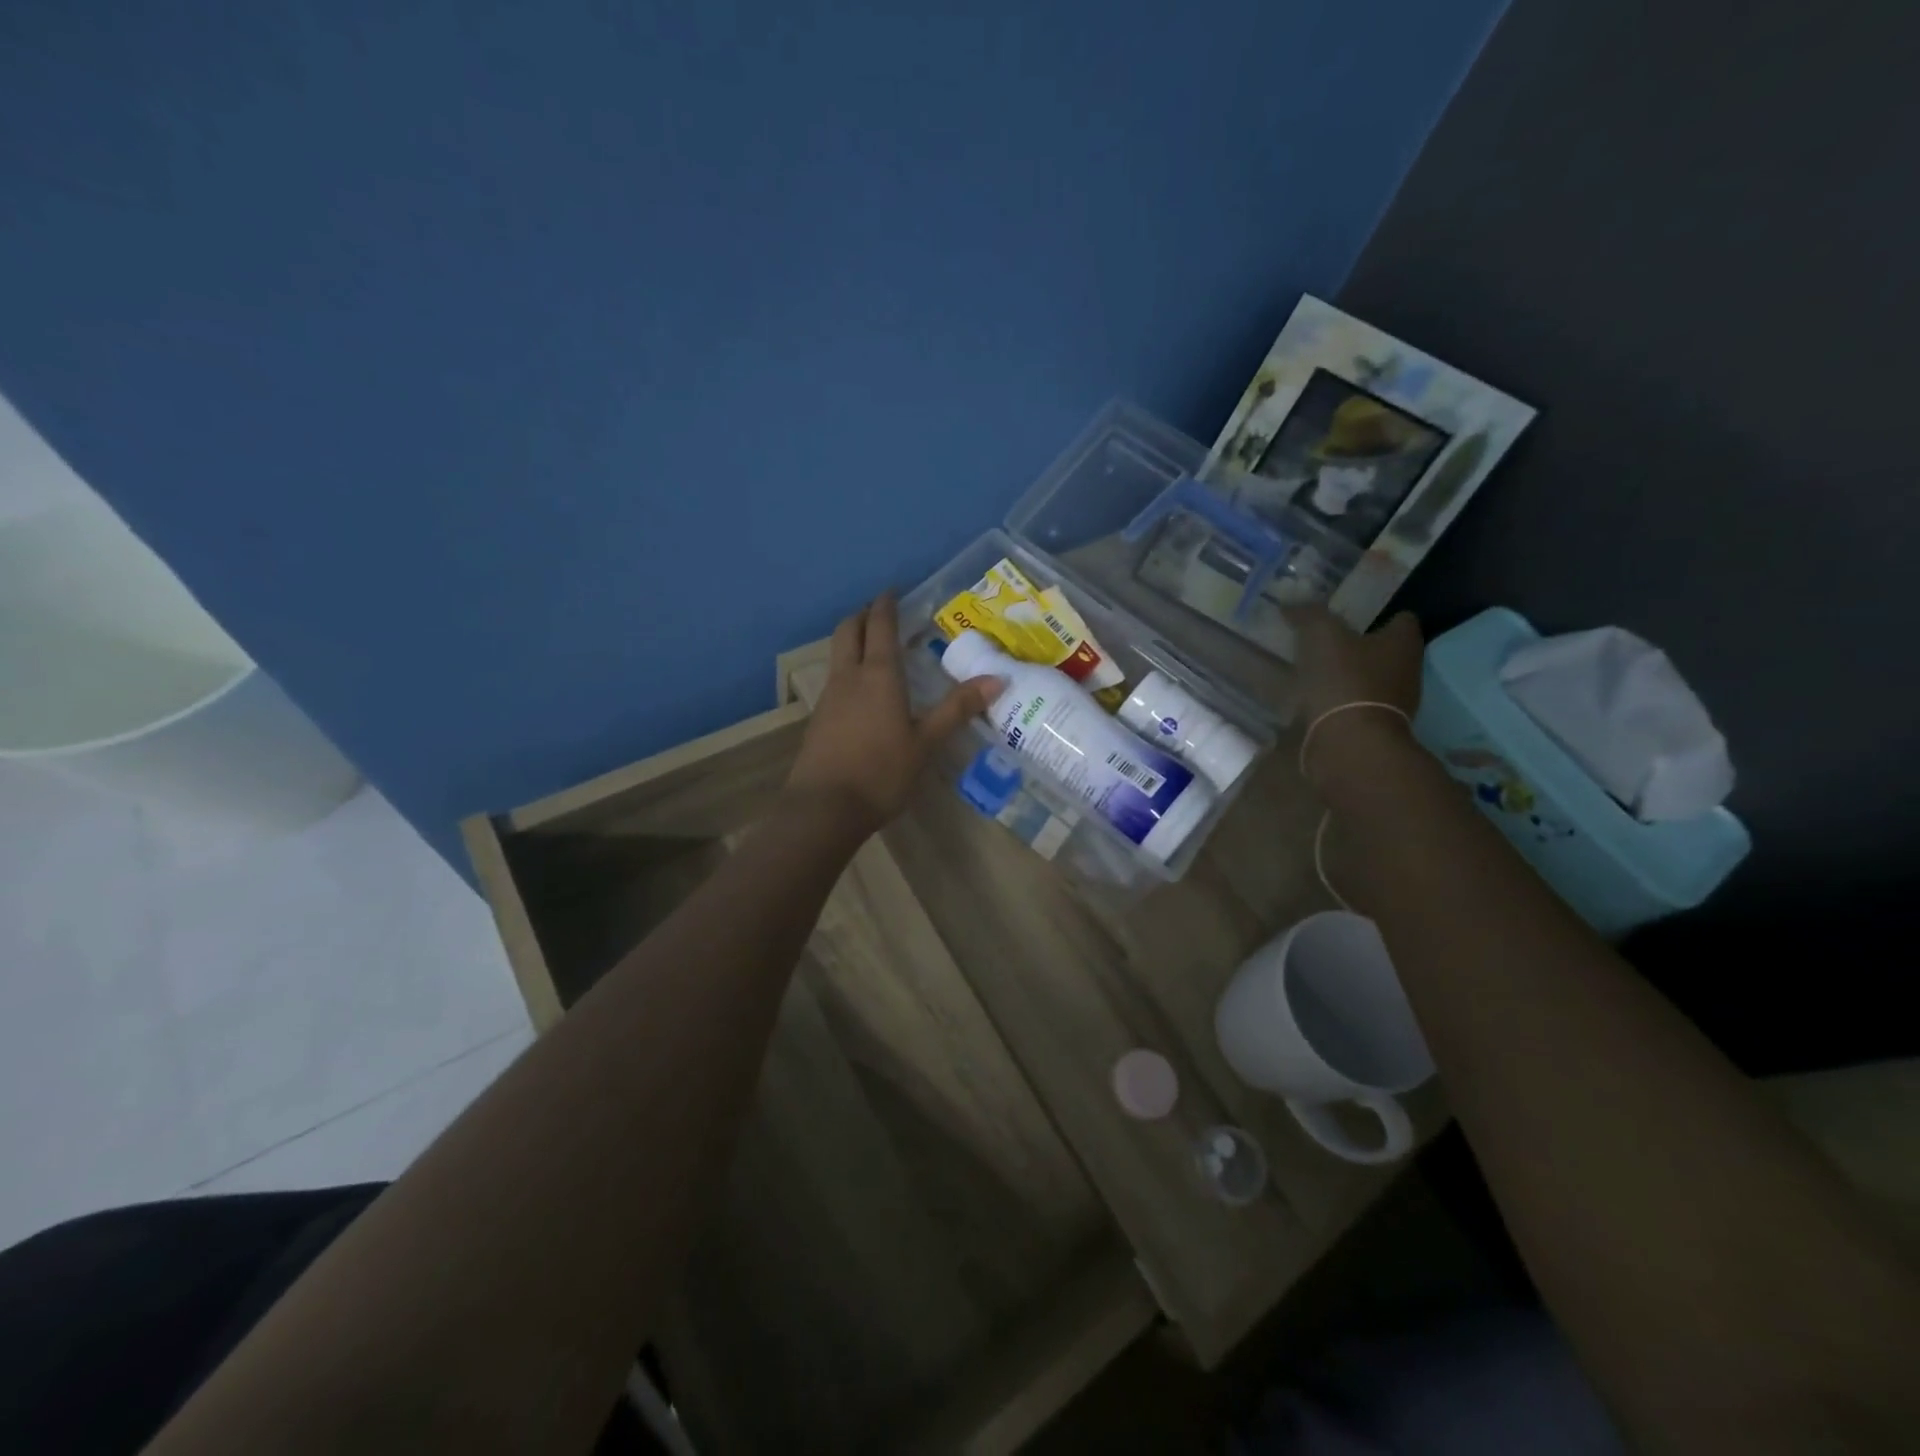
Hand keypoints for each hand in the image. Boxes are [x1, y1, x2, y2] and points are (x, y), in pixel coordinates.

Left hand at [786, 593, 1001, 833]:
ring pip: (837, 654)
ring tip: (874, 648)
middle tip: (880, 612)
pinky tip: (862, 691)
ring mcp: (829, 697)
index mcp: (878, 674)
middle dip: (862, 615)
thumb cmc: (881, 772)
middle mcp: (849, 677)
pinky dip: (848, 668)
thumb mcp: (926, 742)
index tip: (893, 591)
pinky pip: (834, 679)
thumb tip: (997, 678)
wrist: (824, 808)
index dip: (886, 605)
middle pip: (848, 630)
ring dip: (852, 640)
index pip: (880, 625)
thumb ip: (957, 709)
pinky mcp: (818, 719)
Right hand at [1285, 605, 1424, 779]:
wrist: (1349, 743)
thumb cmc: (1344, 680)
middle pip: (1385, 651)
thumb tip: (1291, 604)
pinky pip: (1356, 707)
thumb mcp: (1321, 635)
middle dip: (1360, 646)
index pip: (1401, 619)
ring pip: (1371, 680)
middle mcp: (1408, 670)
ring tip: (1315, 673)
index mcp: (1403, 642)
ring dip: (1349, 677)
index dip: (1378, 615)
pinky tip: (1315, 702)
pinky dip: (1340, 703)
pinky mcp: (1375, 729)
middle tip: (1327, 642)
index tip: (1349, 617)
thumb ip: (1309, 614)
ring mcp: (1395, 704)